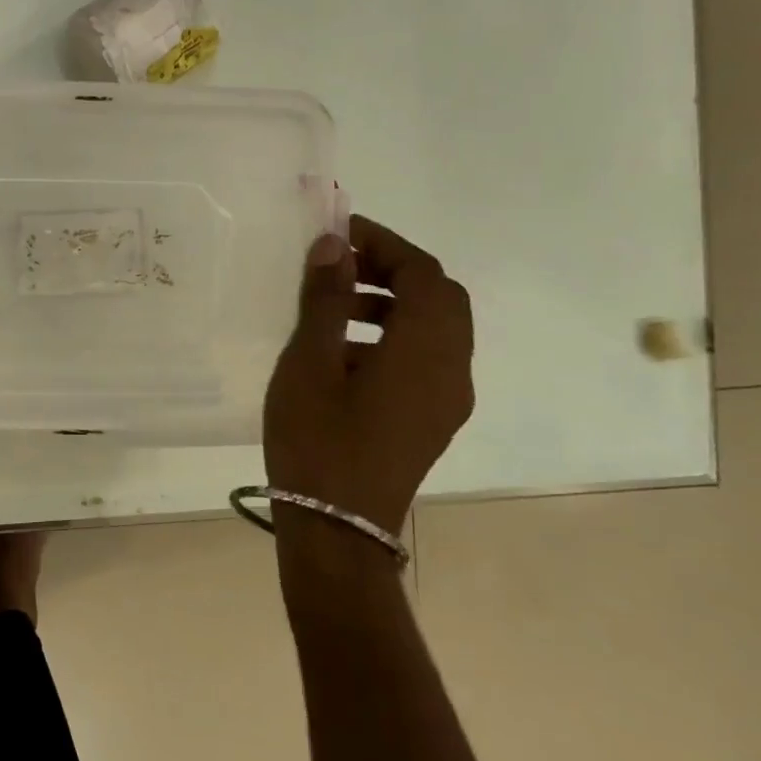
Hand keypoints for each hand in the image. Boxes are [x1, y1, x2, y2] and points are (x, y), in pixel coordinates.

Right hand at [264, 215, 473, 559]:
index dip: (384, 243)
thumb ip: (326, 299)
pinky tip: (344, 348)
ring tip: (333, 303)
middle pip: (438, 297)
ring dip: (392, 299)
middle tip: (338, 262)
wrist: (336, 529)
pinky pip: (425, 355)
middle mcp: (451, 370)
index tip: (339, 231)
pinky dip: (394, 331)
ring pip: (434, 326)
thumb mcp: (309, 362)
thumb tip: (335, 245)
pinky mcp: (431, 417)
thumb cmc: (317, 440)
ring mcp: (445, 398)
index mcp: (425, 352)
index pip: (423, 273)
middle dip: (391, 268)